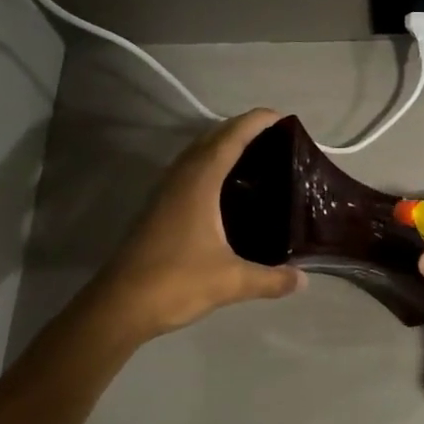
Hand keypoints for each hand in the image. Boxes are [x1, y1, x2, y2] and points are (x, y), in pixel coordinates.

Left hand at [88, 109, 303, 341]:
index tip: (282, 117)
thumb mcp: (232, 281)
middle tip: (275, 138)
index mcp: (199, 182)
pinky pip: (188, 172)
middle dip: (241, 129)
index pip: (231, 138)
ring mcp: (165, 192)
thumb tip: (303, 280)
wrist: (120, 306)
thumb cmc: (176, 282)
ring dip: (222, 146)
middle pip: (212, 138)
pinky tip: (225, 189)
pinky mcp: (158, 209)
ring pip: (196, 154)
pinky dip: (210, 166)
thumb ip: (271, 279)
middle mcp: (180, 178)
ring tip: (255, 156)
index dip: (256, 122)